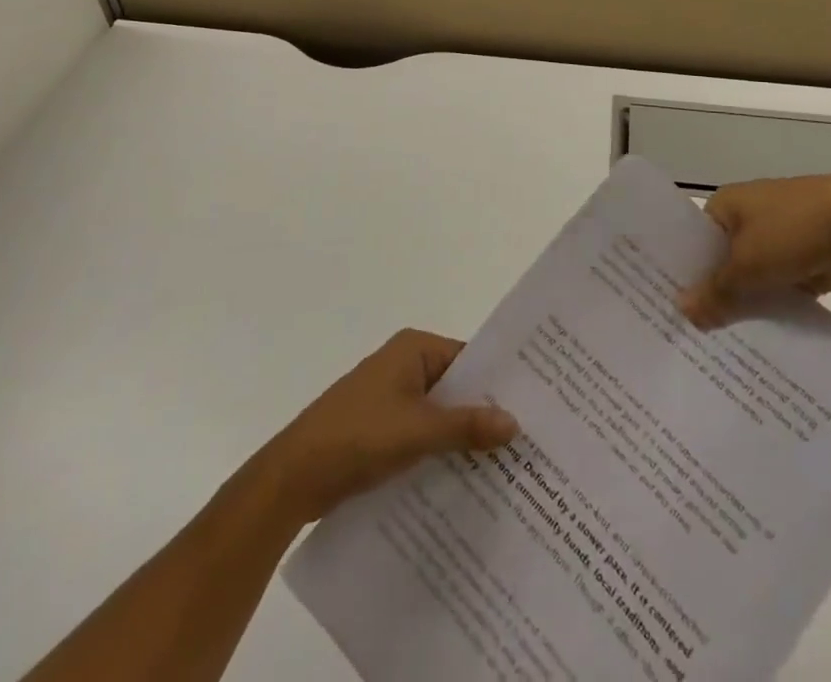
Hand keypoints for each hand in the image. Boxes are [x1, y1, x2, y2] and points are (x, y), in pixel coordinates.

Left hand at [259, 329, 518, 520]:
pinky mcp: (382, 428)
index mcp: (414, 349)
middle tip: (530, 442)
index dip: (499, 382)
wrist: (294, 476)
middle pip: (457, 386)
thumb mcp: (418, 430)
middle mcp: (405, 364)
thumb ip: (467, 425)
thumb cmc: (358, 436)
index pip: (470, 358)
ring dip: (465, 437)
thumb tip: (515, 422)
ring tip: (509, 466)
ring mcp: (392, 397)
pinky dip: (443, 451)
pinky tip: (469, 481)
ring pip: (441, 414)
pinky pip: (424, 434)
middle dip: (486, 413)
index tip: (535, 407)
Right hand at [678, 175, 830, 328]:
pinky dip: (773, 307)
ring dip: (745, 303)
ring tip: (721, 344)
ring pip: (752, 277)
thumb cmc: (792, 231)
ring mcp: (779, 237)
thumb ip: (716, 292)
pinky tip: (760, 340)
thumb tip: (682, 312)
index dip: (683, 272)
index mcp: (727, 204)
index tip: (670, 307)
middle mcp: (748, 216)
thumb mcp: (747, 265)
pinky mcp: (805, 259)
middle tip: (692, 333)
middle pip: (722, 260)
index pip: (694, 240)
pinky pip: (779, 287)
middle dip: (714, 293)